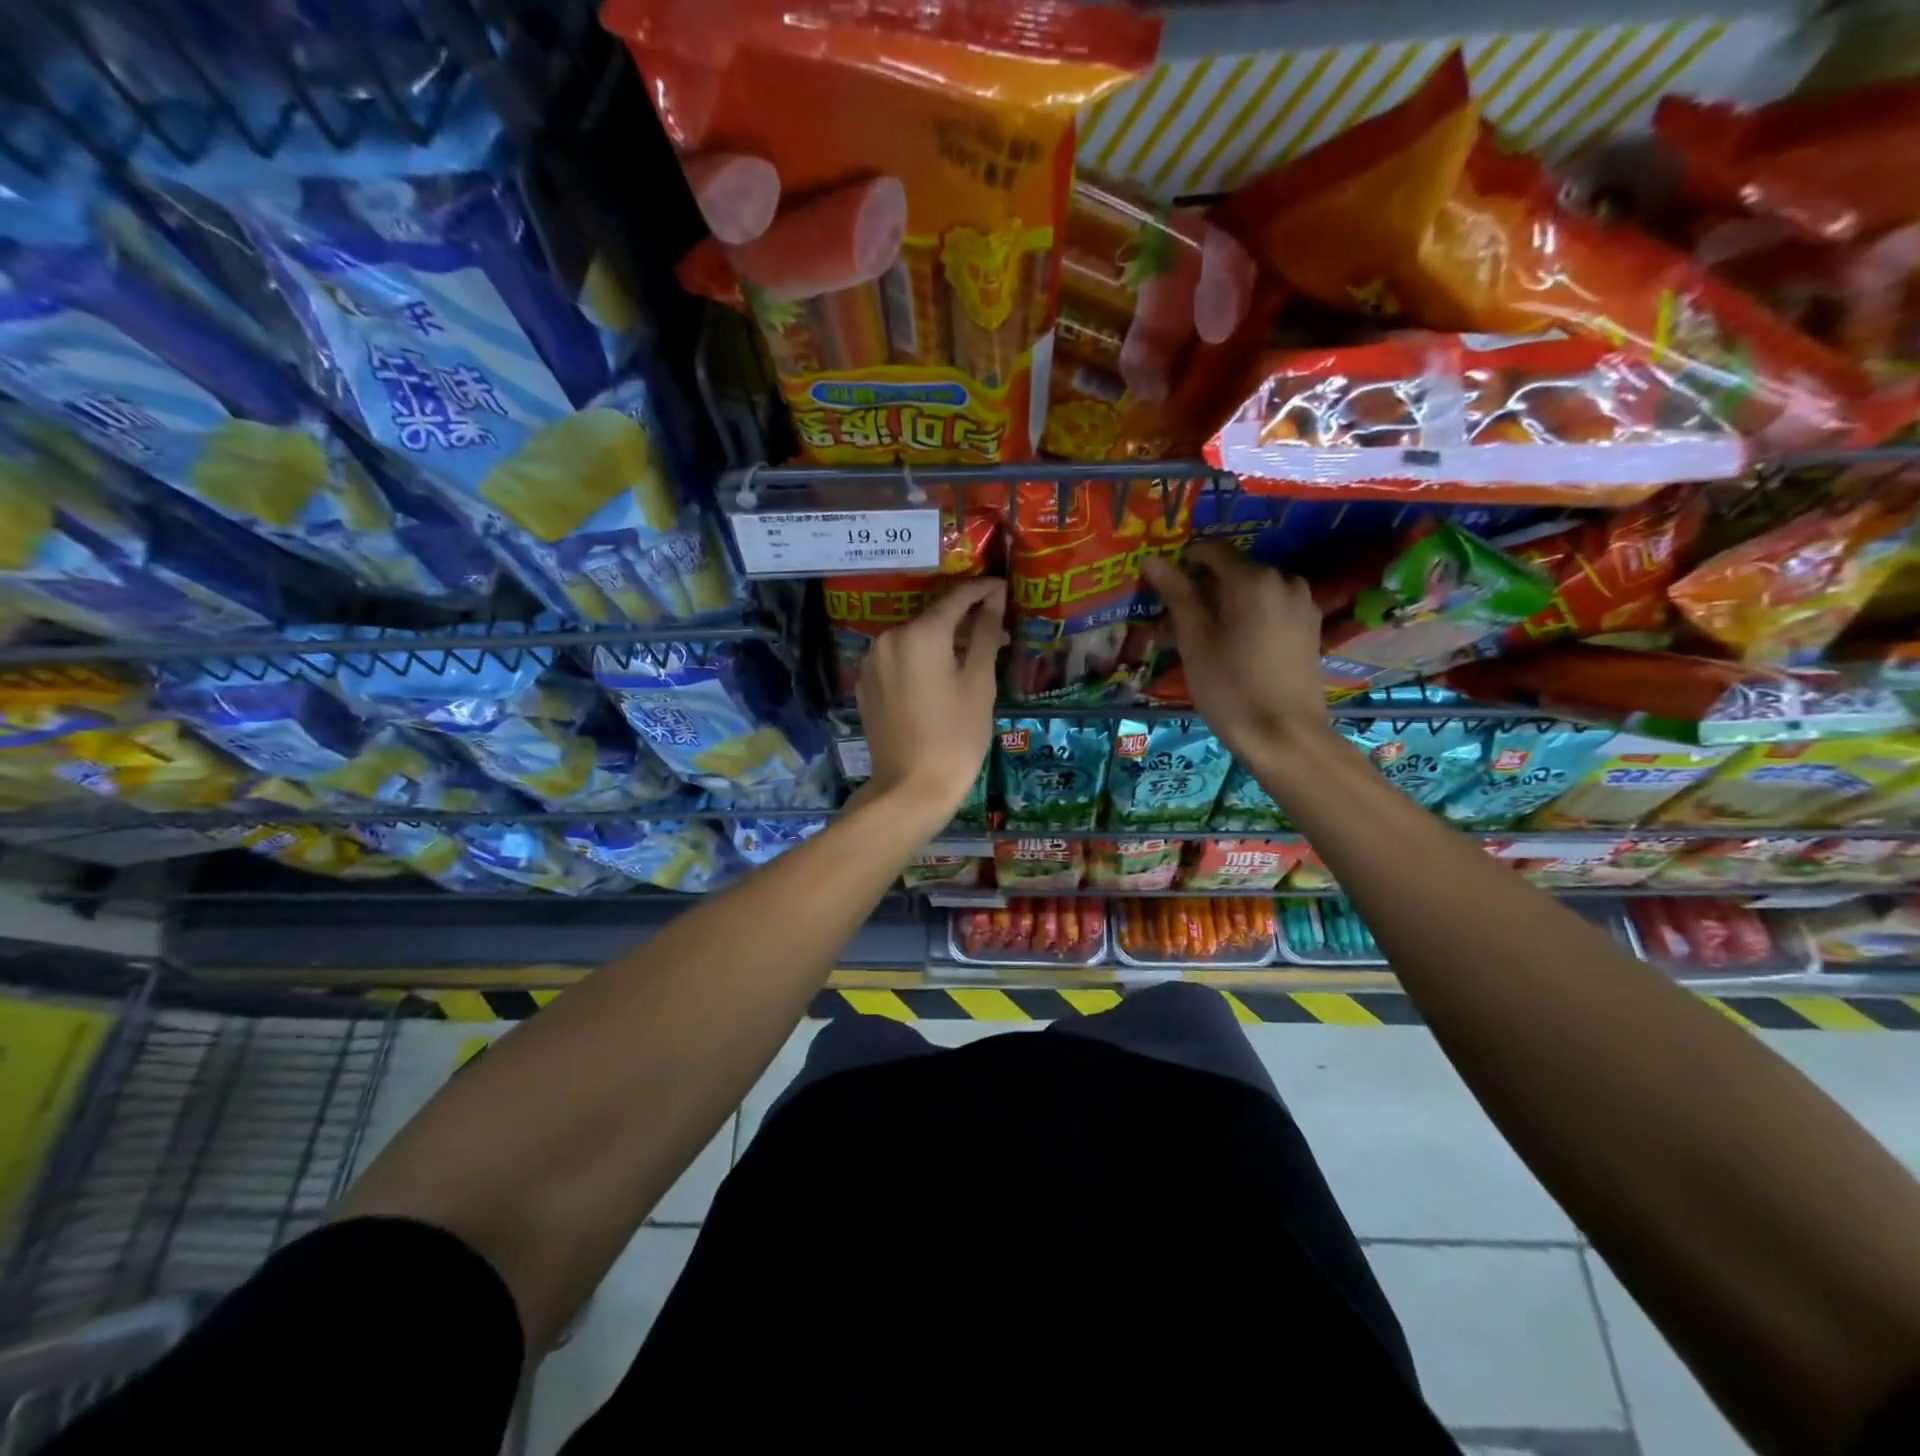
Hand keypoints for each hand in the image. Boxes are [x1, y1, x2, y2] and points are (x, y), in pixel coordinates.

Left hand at [856, 577, 1006, 824]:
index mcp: (919, 634)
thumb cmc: (956, 736)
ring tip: (971, 659)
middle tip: (995, 634)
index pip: (956, 598)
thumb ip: (985, 634)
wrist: (911, 788)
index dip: (982, 591)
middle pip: (932, 619)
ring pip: (914, 640)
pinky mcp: (866, 684)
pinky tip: (940, 679)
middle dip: (964, 622)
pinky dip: (920, 661)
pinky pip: (898, 660)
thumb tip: (994, 599)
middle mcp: (889, 638)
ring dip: (942, 642)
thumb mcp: (979, 683)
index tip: (1002, 589)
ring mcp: (872, 662)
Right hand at [1142, 542, 1324, 757]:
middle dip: (1201, 589)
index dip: (1182, 562)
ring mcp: (1301, 604)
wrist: (1284, 736)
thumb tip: (1153, 560)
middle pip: (1233, 572)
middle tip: (1172, 622)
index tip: (1160, 585)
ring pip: (1251, 592)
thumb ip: (1176, 595)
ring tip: (1197, 639)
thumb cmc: (1230, 687)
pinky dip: (1246, 618)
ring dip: (1222, 606)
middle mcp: (1283, 581)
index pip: (1211, 551)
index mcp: (1253, 579)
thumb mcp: (1194, 640)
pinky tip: (1228, 647)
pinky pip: (1270, 609)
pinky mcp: (1308, 628)